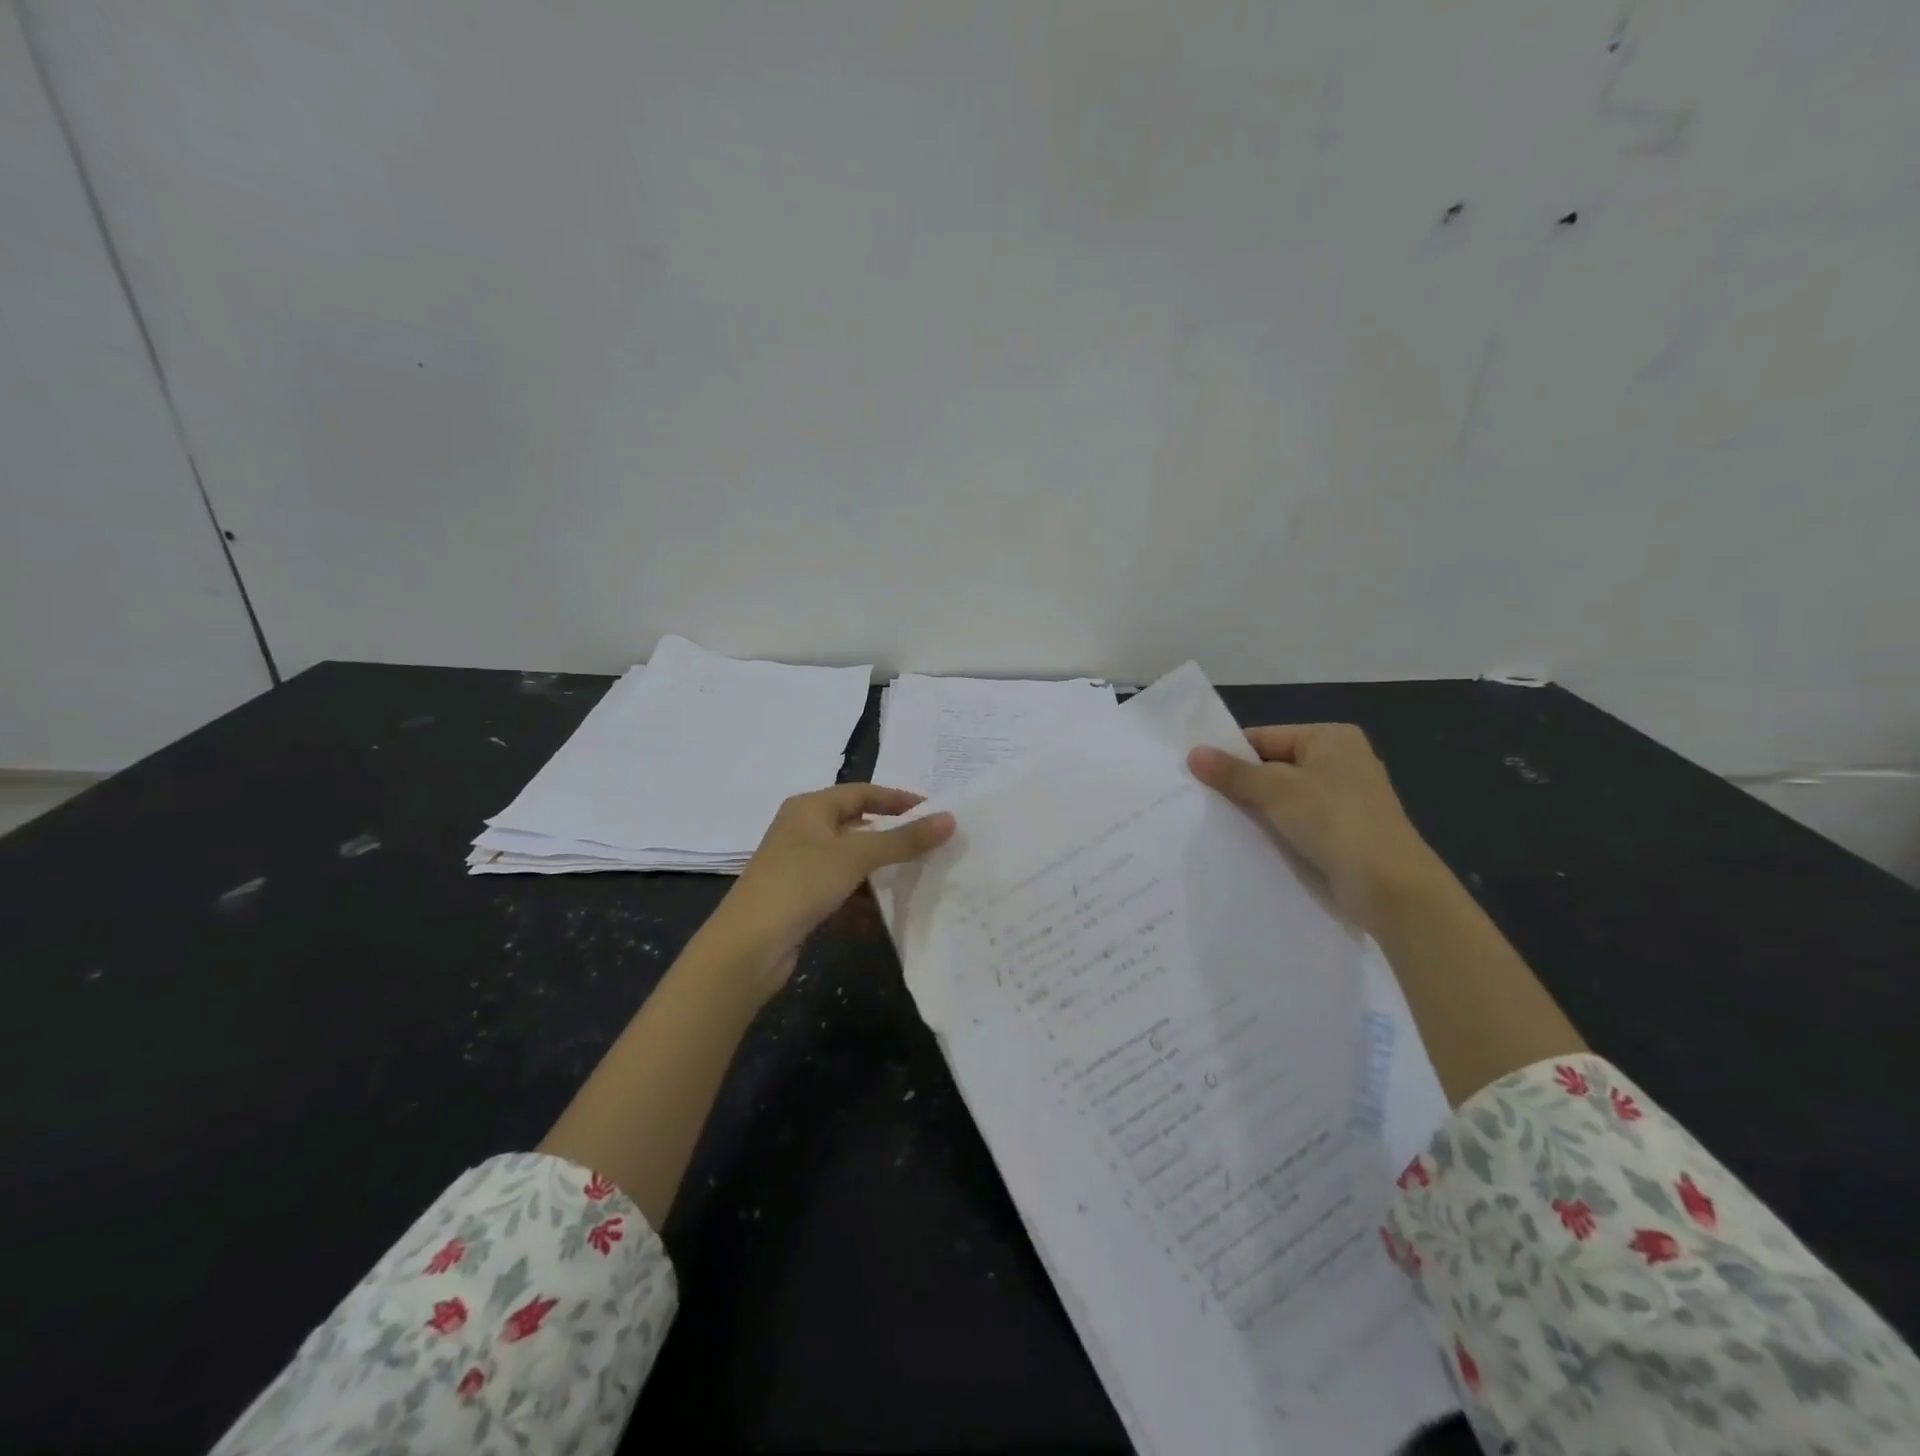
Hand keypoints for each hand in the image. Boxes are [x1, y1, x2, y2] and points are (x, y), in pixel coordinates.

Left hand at [701, 784, 955, 996]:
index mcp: (809, 808)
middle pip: (856, 824)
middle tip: (929, 842)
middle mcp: (802, 830)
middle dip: (891, 834)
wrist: (748, 946)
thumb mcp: (855, 856)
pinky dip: (862, 893)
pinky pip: (840, 886)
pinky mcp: (800, 897)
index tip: (933, 810)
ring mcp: (799, 865)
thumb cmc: (800, 884)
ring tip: (916, 874)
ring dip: (879, 867)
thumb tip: (949, 820)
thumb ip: (903, 839)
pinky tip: (884, 906)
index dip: (897, 799)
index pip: (862, 792)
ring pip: (849, 858)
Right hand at [1188, 724, 1441, 931]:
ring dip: (1259, 810)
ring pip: (1287, 797)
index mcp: (1330, 737)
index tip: (1195, 775)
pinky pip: (1302, 821)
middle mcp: (1343, 760)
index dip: (1230, 755)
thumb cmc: (1332, 820)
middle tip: (1201, 801)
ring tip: (1219, 823)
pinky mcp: (1349, 832)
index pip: (1264, 738)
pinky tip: (1252, 842)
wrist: (1389, 885)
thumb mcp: (1274, 790)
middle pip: (1275, 766)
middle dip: (1242, 784)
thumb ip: (1233, 772)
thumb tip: (1193, 753)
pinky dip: (1278, 829)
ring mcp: (1348, 798)